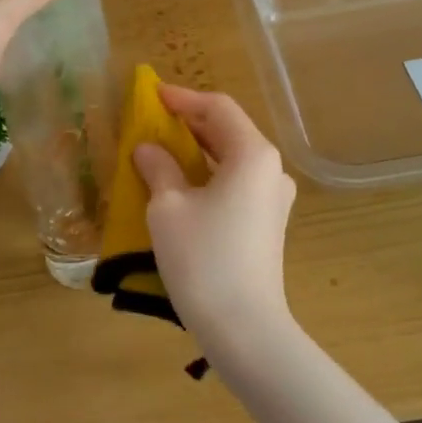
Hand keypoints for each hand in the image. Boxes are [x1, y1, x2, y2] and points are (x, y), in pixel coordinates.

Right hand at [133, 85, 300, 365]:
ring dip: (197, 150)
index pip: (218, 108)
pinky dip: (208, 175)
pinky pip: (236, 184)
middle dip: (189, 123)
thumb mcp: (168, 208)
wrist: (244, 327)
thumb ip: (158, 168)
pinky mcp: (267, 224)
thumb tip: (148, 149)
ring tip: (161, 150)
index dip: (182, 98)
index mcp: (253, 154)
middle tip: (152, 121)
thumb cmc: (203, 258)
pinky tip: (181, 186)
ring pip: (232, 159)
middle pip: (229, 131)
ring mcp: (273, 199)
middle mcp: (271, 170)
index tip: (151, 95)